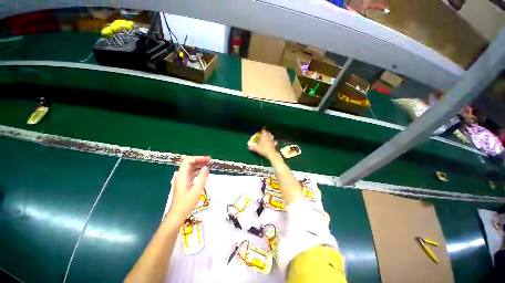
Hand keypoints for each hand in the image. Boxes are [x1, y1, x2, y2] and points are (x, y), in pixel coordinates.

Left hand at [169, 156, 209, 223]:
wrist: (177, 214)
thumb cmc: (187, 203)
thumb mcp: (197, 190)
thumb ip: (202, 178)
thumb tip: (206, 167)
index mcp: (182, 176)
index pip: (187, 161)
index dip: (197, 158)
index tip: (207, 159)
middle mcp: (181, 176)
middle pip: (188, 163)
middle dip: (199, 160)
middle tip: (209, 160)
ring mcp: (182, 179)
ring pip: (190, 168)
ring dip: (199, 164)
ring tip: (208, 164)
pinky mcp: (184, 183)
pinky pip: (191, 173)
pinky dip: (197, 170)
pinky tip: (203, 172)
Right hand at [248, 129, 277, 158]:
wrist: (271, 153)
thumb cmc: (264, 149)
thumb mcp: (257, 148)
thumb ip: (253, 147)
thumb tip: (248, 146)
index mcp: (264, 136)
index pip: (263, 131)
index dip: (262, 130)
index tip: (260, 131)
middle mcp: (269, 137)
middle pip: (268, 132)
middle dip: (266, 132)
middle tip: (263, 134)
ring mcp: (272, 140)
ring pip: (271, 136)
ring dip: (270, 136)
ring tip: (268, 137)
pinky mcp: (274, 144)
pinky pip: (274, 141)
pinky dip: (273, 141)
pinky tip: (273, 142)